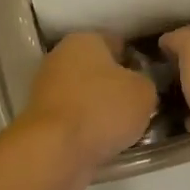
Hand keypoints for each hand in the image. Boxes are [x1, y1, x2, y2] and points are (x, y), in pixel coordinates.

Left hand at [18, 32, 157, 187]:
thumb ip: (145, 82)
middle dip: (116, 86)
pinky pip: (74, 117)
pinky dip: (86, 127)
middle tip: (138, 107)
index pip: (118, 43)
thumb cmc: (102, 109)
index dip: (136, 62)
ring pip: (85, 95)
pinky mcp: (40, 117)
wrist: (55, 150)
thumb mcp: (144, 92)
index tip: (149, 82)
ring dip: (101, 108)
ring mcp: (46, 87)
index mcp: (85, 39)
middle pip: (98, 69)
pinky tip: (103, 141)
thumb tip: (137, 86)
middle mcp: (60, 56)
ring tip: (124, 129)